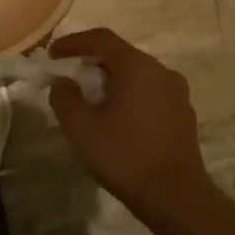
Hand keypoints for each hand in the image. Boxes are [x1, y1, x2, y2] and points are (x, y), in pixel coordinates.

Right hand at [47, 28, 209, 214]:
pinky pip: (150, 93)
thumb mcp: (81, 127)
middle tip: (69, 79)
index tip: (52, 54)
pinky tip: (117, 120)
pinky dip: (129, 97)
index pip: (102, 39)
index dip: (73, 42)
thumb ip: (64, 98)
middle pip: (121, 55)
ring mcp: (177, 93)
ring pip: (137, 76)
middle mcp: (162, 71)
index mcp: (137, 67)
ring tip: (91, 102)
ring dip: (111, 82)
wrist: (175, 195)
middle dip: (91, 63)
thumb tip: (63, 82)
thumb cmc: (124, 156)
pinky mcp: (183, 114)